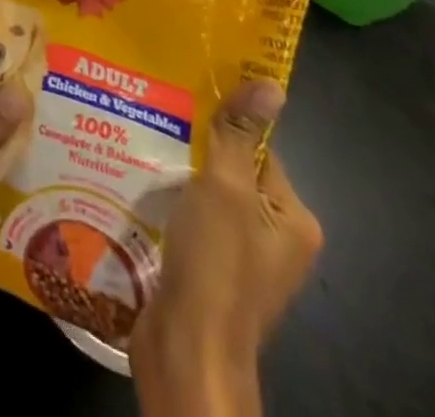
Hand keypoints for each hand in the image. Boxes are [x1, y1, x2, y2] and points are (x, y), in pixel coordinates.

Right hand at [130, 81, 320, 416]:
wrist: (187, 351)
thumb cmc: (215, 263)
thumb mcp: (226, 187)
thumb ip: (240, 134)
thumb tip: (271, 83)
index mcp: (293, 220)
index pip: (260, 151)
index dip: (224, 128)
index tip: (184, 104)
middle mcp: (275, 241)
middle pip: (233, 174)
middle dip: (195, 151)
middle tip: (155, 122)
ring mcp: (243, 262)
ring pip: (208, 199)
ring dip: (178, 179)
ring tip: (140, 148)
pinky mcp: (211, 275)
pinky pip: (193, 225)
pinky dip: (171, 208)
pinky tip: (140, 190)